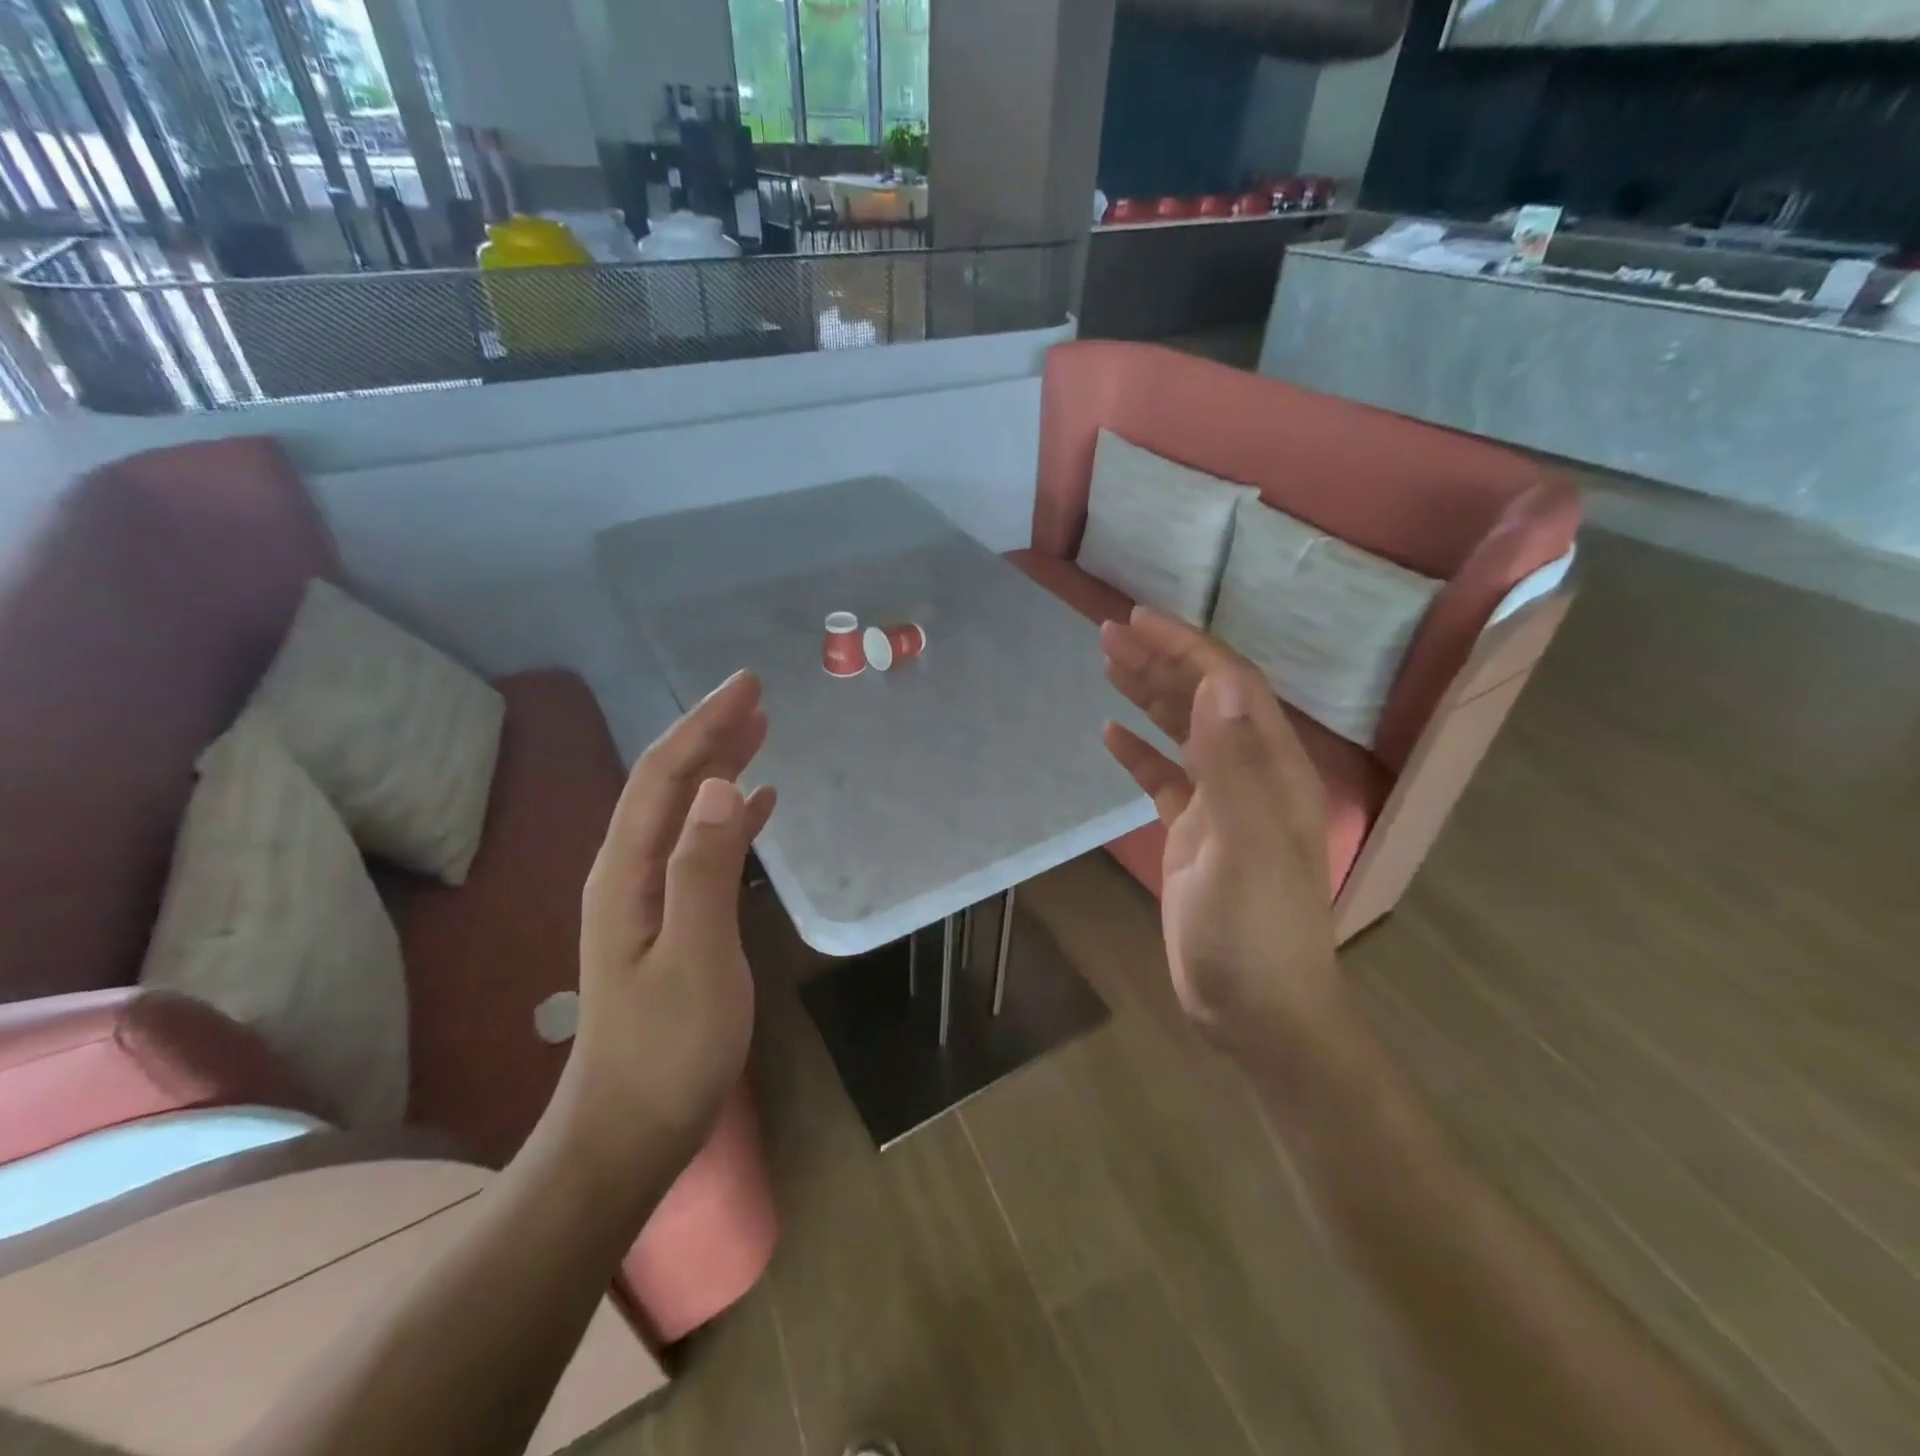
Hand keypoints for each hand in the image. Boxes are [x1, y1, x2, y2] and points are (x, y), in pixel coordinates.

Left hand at [562, 670, 777, 1187]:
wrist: (629, 1130)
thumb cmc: (667, 1051)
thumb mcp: (695, 959)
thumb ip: (704, 870)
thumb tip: (722, 785)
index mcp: (628, 872)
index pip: (666, 776)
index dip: (705, 724)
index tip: (747, 685)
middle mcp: (629, 872)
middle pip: (670, 783)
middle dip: (711, 732)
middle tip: (757, 695)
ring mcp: (647, 896)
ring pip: (685, 810)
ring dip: (721, 766)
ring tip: (760, 732)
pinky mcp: (670, 919)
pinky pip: (700, 846)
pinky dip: (729, 815)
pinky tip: (758, 804)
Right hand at [1101, 609, 1343, 1063]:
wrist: (1255, 1010)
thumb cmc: (1253, 931)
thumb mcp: (1245, 847)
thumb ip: (1235, 764)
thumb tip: (1219, 682)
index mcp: (1272, 769)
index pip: (1230, 687)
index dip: (1186, 648)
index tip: (1138, 620)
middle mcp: (1251, 776)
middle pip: (1205, 701)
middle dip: (1160, 661)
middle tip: (1107, 632)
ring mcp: (1222, 806)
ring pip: (1184, 733)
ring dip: (1148, 696)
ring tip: (1107, 664)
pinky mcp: (1195, 834)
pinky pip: (1165, 779)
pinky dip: (1140, 752)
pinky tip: (1110, 735)